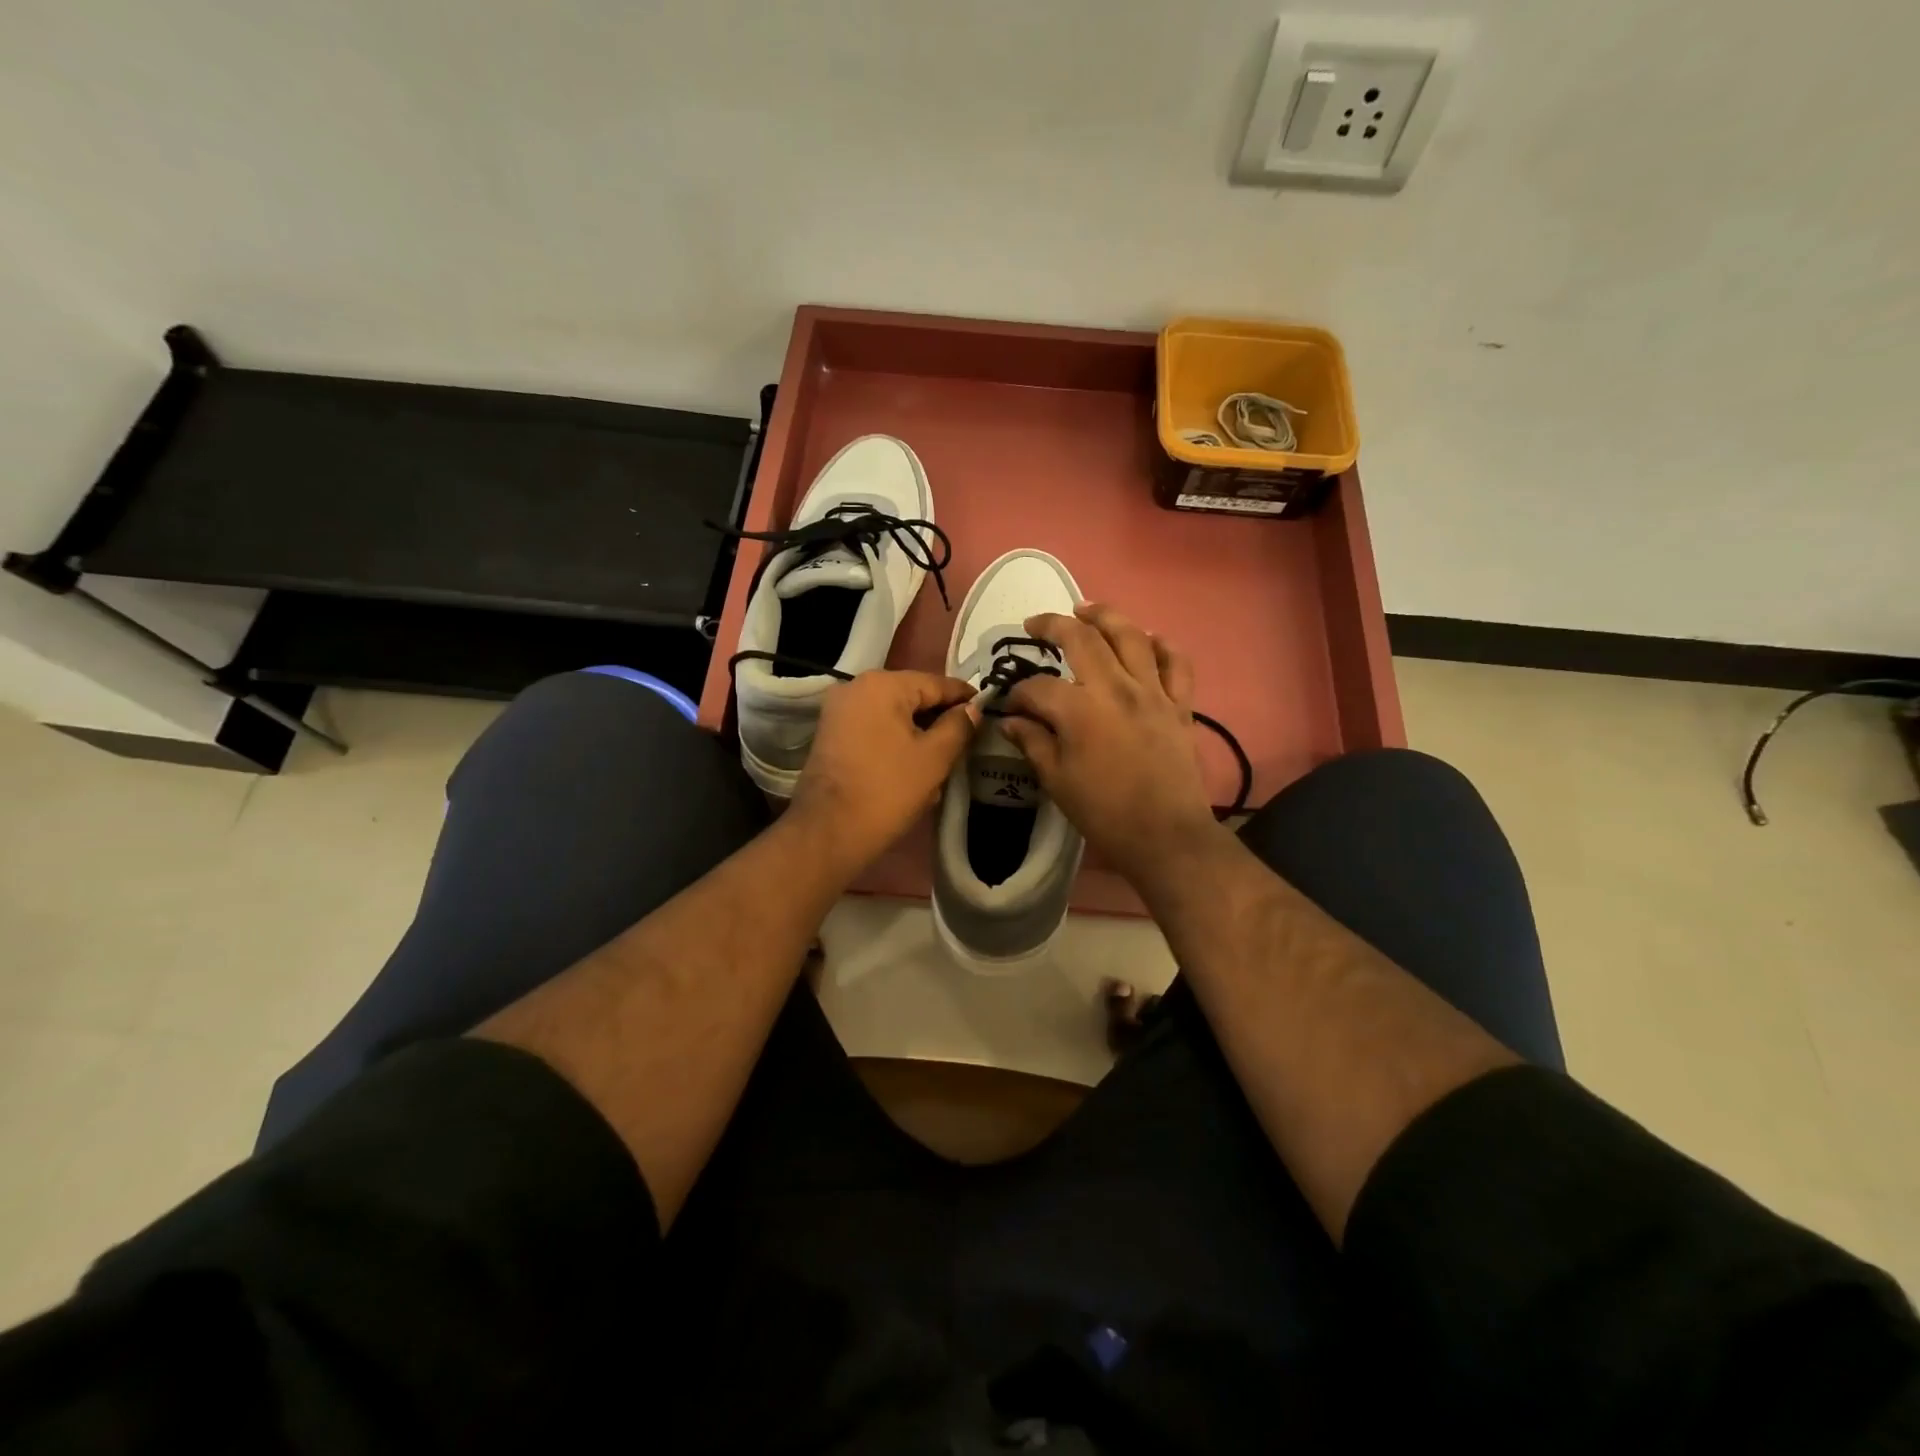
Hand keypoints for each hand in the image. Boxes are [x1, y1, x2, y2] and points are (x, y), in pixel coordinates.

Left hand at [788, 670, 978, 875]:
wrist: (829, 831)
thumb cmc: (887, 790)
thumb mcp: (934, 758)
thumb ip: (958, 726)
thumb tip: (972, 709)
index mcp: (883, 685)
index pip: (936, 683)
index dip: (964, 697)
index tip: (987, 709)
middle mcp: (856, 687)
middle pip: (912, 696)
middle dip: (939, 717)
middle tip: (968, 737)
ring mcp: (839, 710)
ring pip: (893, 714)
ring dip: (918, 732)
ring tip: (944, 756)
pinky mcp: (831, 734)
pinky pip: (873, 728)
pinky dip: (895, 740)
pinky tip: (914, 764)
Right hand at [998, 604, 1225, 888]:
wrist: (1166, 835)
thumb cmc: (1105, 813)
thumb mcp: (1057, 781)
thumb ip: (1034, 743)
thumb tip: (1012, 721)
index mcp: (1079, 711)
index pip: (1039, 687)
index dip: (1019, 693)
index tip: (1012, 706)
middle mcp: (1116, 688)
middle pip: (1082, 640)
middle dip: (1053, 625)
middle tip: (1035, 624)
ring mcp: (1152, 692)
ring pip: (1131, 637)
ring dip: (1106, 616)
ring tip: (1086, 609)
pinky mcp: (1179, 704)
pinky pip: (1176, 663)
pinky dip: (1163, 645)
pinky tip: (1148, 639)